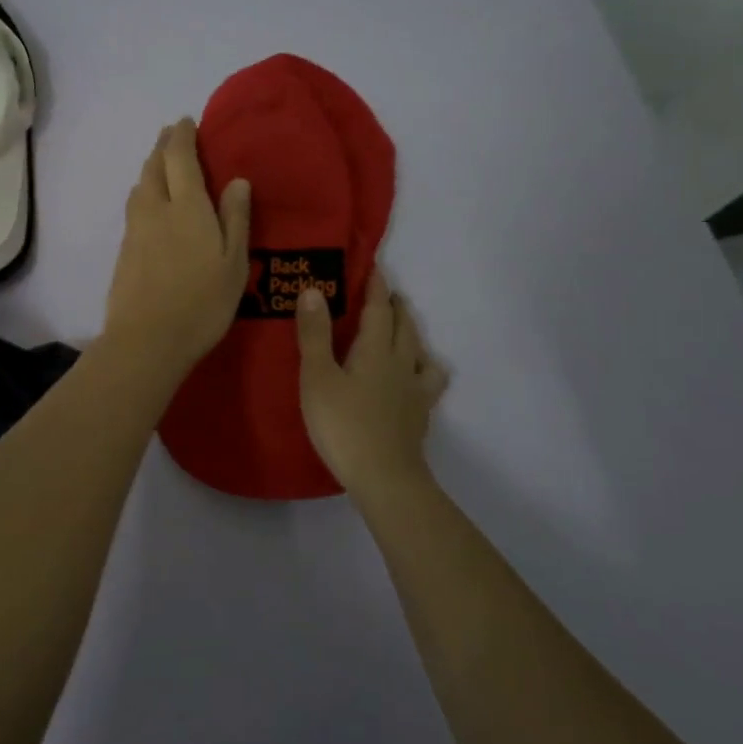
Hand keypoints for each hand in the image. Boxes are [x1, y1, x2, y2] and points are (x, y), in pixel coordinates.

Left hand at [103, 118, 251, 377]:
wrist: (146, 340)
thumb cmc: (201, 303)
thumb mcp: (233, 263)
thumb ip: (235, 218)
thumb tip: (237, 180)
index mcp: (187, 206)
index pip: (180, 157)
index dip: (182, 135)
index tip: (186, 122)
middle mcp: (156, 208)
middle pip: (154, 166)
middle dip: (163, 146)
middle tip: (172, 136)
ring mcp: (135, 229)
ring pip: (140, 186)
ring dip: (150, 168)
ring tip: (162, 165)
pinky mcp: (123, 250)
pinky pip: (134, 207)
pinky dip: (144, 193)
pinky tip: (151, 205)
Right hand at [296, 271, 448, 500]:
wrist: (384, 477)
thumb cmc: (343, 424)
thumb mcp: (317, 377)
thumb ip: (315, 334)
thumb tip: (314, 289)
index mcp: (376, 350)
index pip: (379, 309)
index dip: (376, 286)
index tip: (374, 266)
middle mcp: (401, 363)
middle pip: (404, 326)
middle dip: (396, 306)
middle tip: (387, 294)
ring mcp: (415, 390)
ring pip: (420, 350)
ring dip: (412, 333)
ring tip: (403, 330)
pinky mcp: (420, 414)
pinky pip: (428, 381)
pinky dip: (424, 369)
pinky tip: (416, 377)